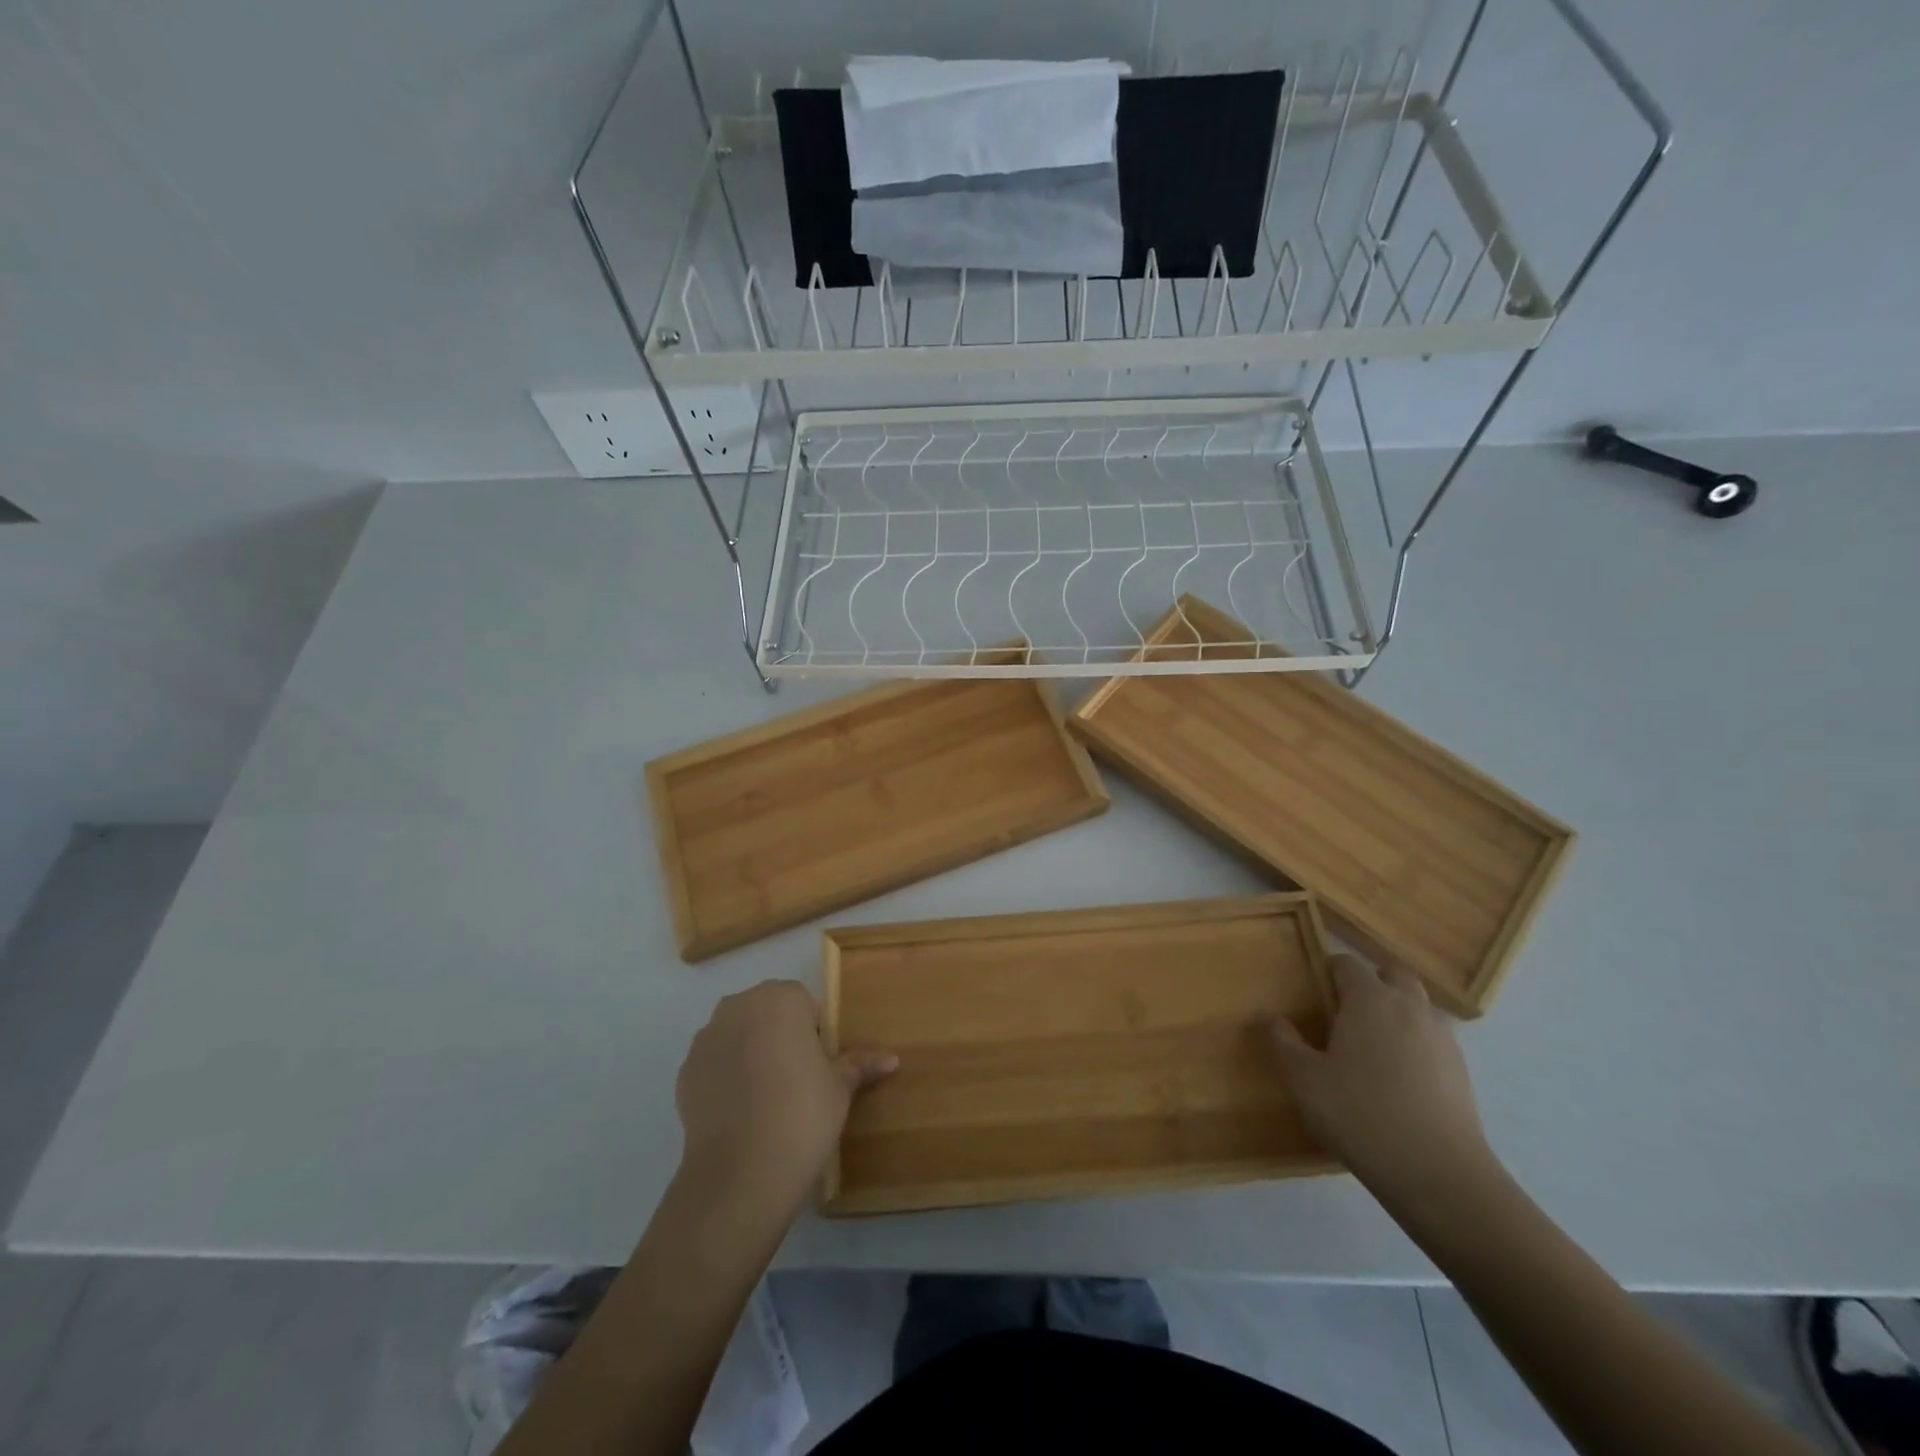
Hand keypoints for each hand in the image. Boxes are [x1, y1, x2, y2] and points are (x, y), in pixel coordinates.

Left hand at [675, 980, 896, 1209]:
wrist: (739, 1173)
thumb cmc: (802, 1114)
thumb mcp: (840, 1088)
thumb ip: (860, 1065)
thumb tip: (892, 1059)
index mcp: (780, 998)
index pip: (803, 1004)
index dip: (814, 1034)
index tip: (819, 1067)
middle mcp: (739, 1006)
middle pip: (767, 1013)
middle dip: (781, 1037)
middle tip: (797, 1082)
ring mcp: (706, 1038)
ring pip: (738, 1036)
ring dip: (752, 1054)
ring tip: (767, 1100)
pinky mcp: (685, 1071)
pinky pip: (715, 1064)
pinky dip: (727, 1078)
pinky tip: (741, 1113)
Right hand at [1269, 955, 1496, 1205]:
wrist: (1439, 1174)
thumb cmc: (1360, 1114)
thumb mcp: (1304, 1080)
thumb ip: (1283, 1042)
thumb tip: (1268, 1016)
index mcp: (1370, 999)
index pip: (1347, 963)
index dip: (1329, 970)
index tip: (1314, 991)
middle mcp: (1409, 1007)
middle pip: (1393, 974)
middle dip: (1371, 981)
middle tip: (1347, 1010)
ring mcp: (1442, 1039)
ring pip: (1419, 1005)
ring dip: (1398, 1010)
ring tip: (1374, 1043)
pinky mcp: (1462, 1071)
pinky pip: (1434, 1039)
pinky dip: (1416, 1042)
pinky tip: (1400, 1076)